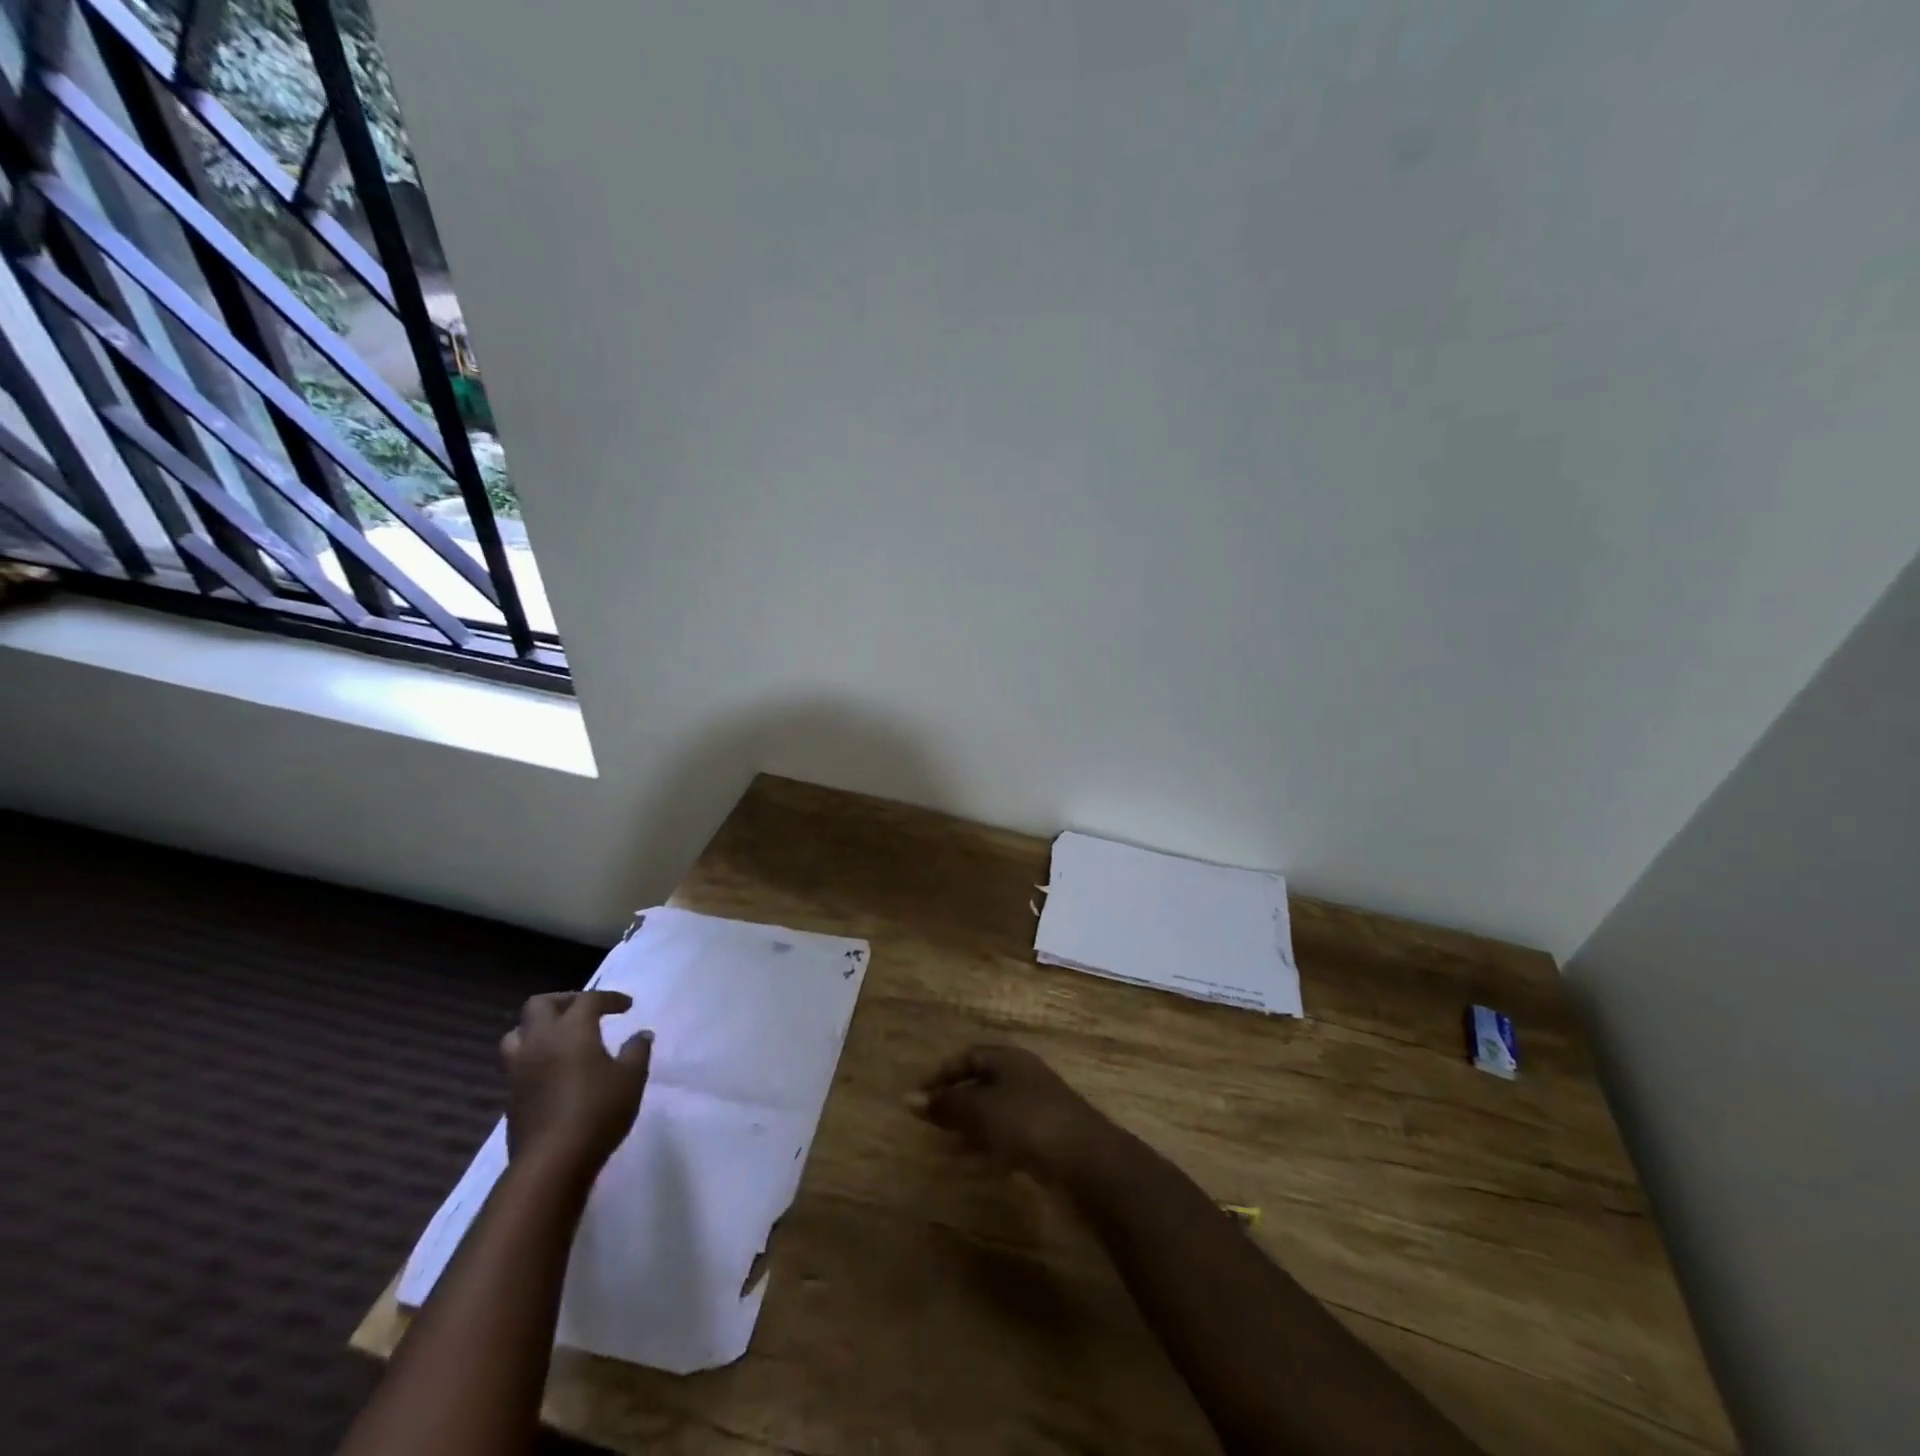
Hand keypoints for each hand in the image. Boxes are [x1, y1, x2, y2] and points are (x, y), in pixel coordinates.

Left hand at [501, 991, 652, 1181]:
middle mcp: (540, 1041)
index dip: (609, 998)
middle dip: (564, 1001)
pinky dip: (535, 1055)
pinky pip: (517, 1062)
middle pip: (539, 1005)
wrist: (552, 1162)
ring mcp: (519, 1069)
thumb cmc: (598, 1110)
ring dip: (538, 1027)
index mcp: (571, 1030)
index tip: (627, 1006)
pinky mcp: (511, 1096)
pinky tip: (554, 1070)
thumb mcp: (632, 1077)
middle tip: (586, 1011)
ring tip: (561, 1037)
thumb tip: (641, 1034)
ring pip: (518, 1032)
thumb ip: (637, 1050)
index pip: (588, 999)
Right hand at [913, 1044, 1127, 1186]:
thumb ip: (945, 1104)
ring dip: (969, 1128)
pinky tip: (975, 1166)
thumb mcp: (980, 1110)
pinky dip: (989, 1147)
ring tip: (945, 1150)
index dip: (940, 1074)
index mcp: (1008, 1059)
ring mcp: (1038, 1108)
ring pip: (994, 1112)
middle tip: (928, 1125)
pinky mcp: (1047, 1139)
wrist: (1087, 1161)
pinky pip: (1009, 1136)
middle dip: (954, 1103)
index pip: (967, 1056)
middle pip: (981, 1083)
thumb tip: (908, 1099)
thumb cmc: (1027, 1122)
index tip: (917, 1098)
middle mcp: (1023, 1076)